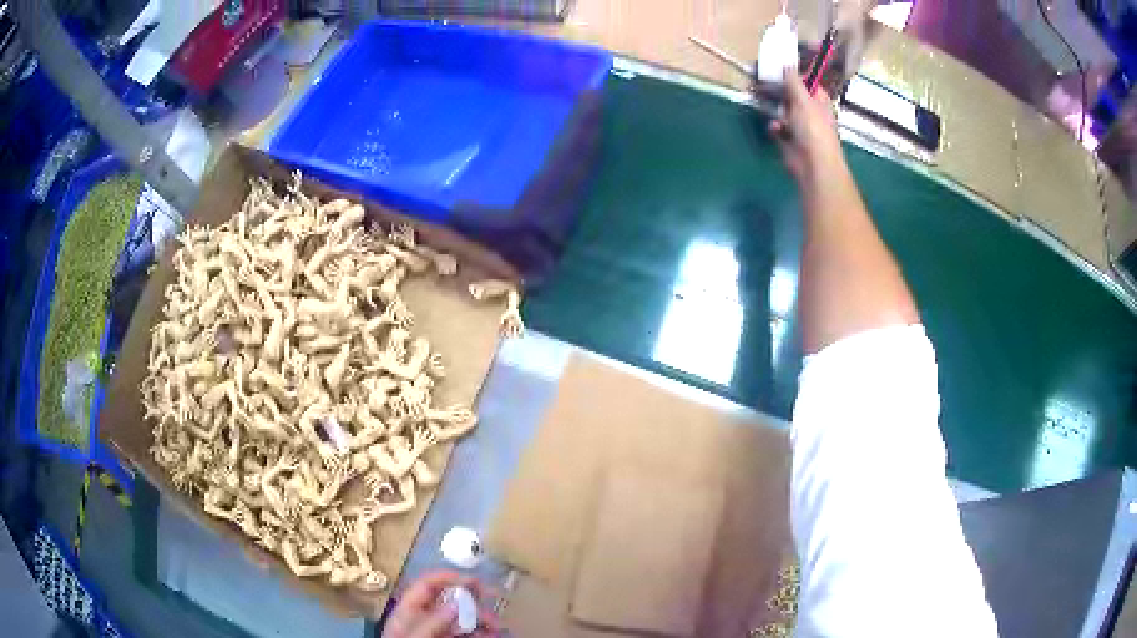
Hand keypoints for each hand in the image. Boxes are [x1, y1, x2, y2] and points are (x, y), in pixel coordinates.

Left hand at [382, 571, 500, 637]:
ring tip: (497, 625)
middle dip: (472, 599)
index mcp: (407, 613)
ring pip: (462, 620)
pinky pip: (469, 636)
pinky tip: (493, 635)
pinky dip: (483, 634)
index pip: (426, 586)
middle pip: (448, 601)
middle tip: (493, 599)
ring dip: (482, 618)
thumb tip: (456, 603)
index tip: (474, 580)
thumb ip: (432, 622)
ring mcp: (437, 635)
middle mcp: (423, 621)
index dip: (448, 577)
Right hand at [768, 67, 845, 190]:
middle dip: (778, 89)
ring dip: (773, 107)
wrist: (813, 165)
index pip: (807, 82)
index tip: (777, 67)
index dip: (794, 74)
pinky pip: (778, 128)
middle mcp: (811, 112)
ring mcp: (801, 127)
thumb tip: (787, 64)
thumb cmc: (813, 129)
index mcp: (820, 100)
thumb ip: (794, 81)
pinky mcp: (790, 140)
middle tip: (760, 79)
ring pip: (783, 110)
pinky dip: (775, 127)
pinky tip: (774, 128)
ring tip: (759, 99)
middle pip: (792, 95)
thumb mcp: (803, 99)